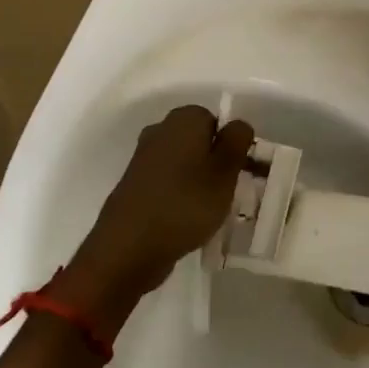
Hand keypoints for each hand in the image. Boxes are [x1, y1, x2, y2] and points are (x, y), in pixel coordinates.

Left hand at [55, 105, 254, 328]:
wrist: (128, 248)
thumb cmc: (186, 204)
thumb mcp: (225, 171)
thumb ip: (237, 140)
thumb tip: (237, 125)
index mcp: (183, 120)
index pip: (217, 119)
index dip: (231, 144)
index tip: (240, 170)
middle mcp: (159, 131)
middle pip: (199, 139)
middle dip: (216, 161)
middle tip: (229, 189)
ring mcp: (143, 158)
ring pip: (184, 161)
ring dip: (199, 179)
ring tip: (210, 208)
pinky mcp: (134, 185)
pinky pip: (168, 181)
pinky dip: (180, 193)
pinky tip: (187, 217)